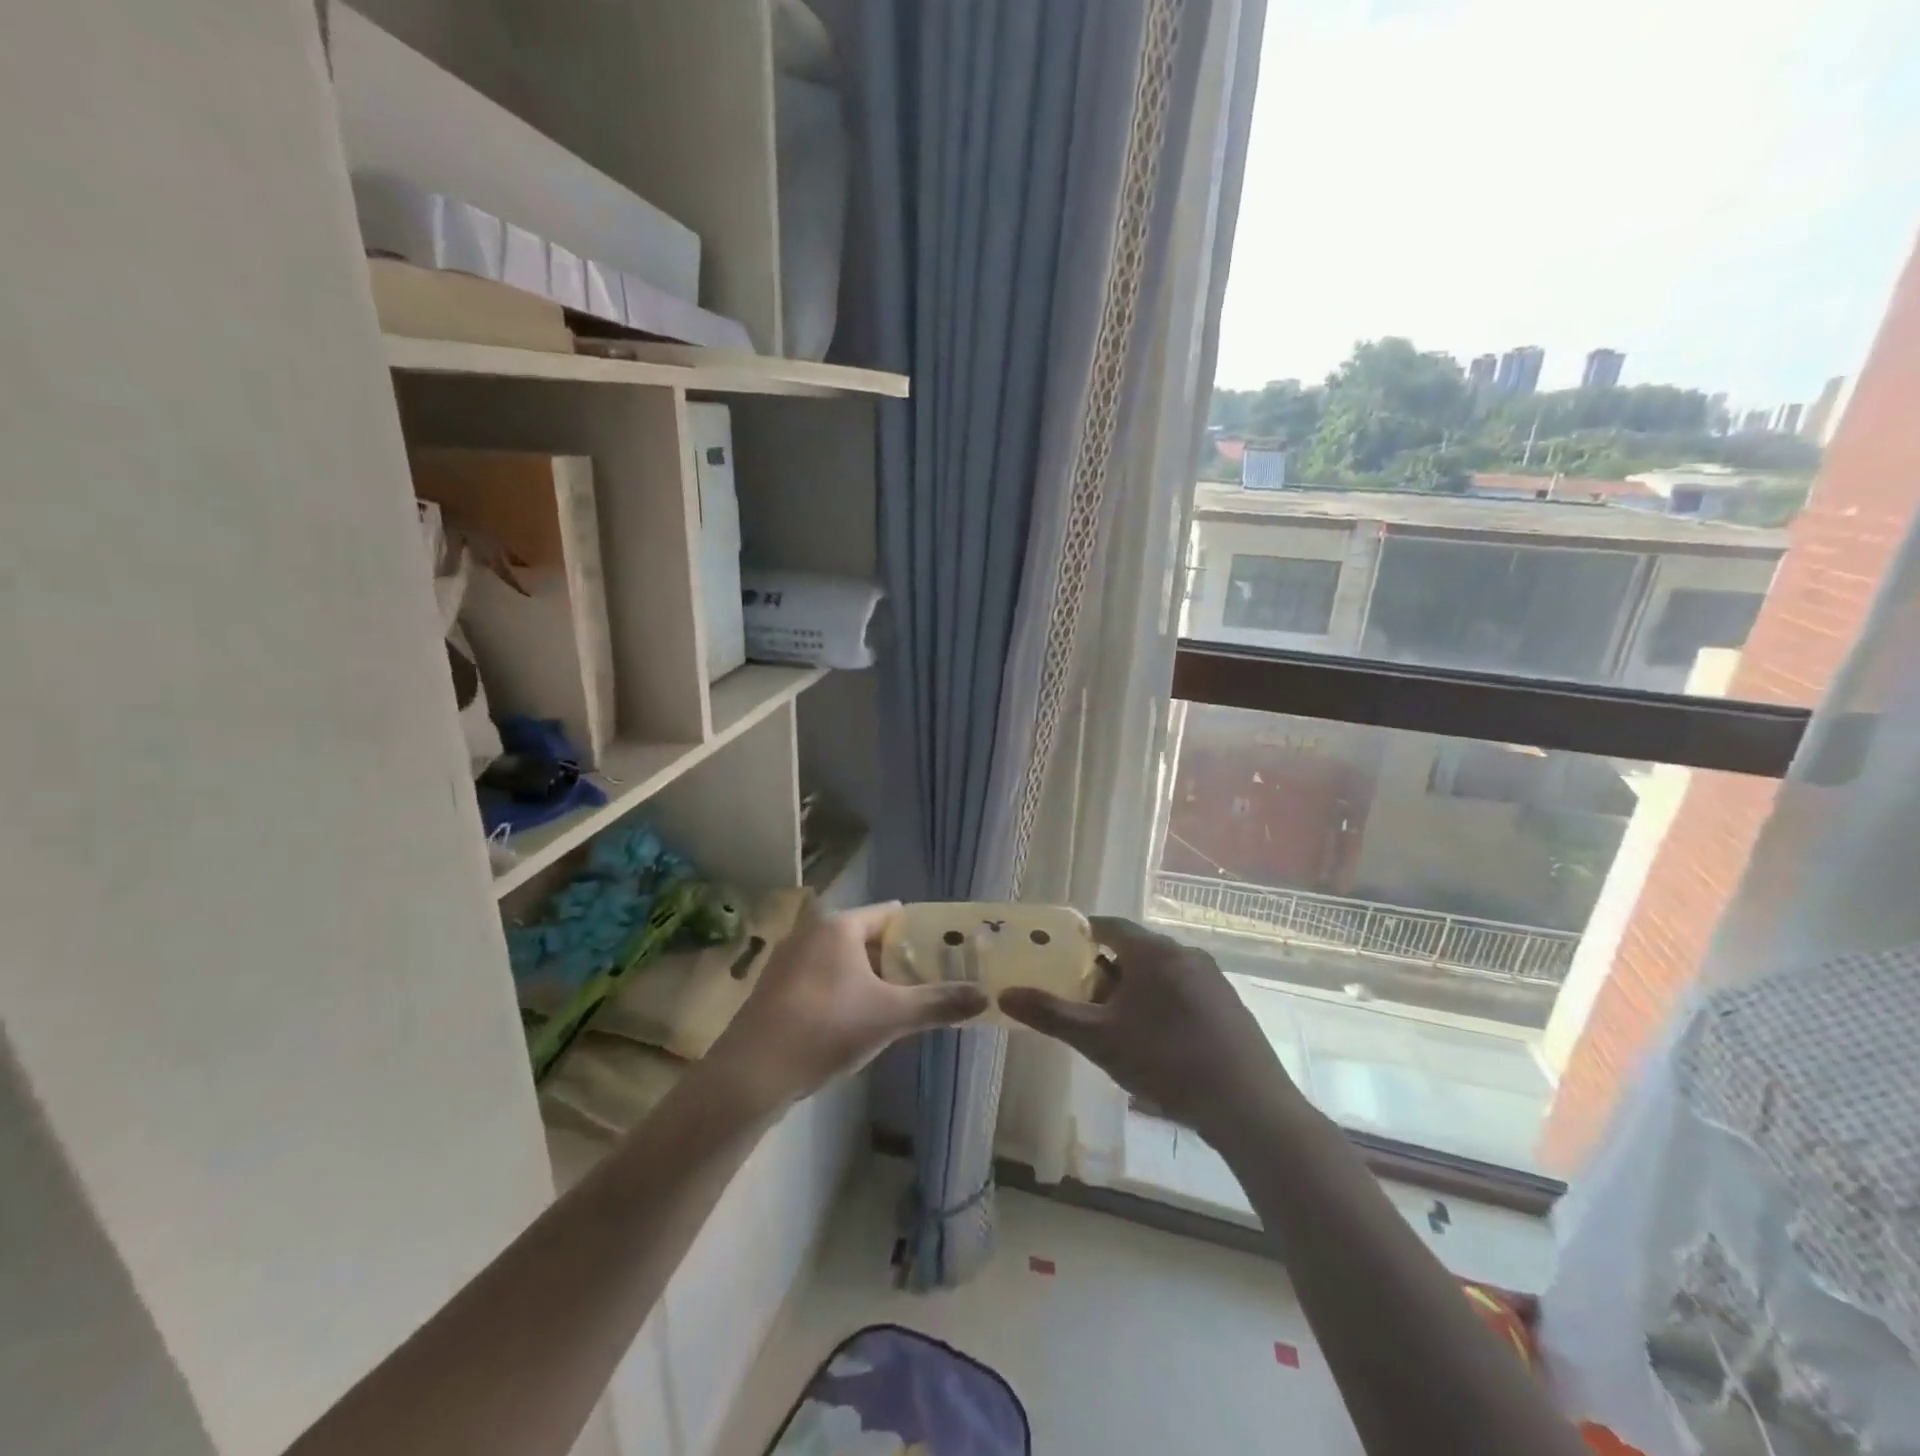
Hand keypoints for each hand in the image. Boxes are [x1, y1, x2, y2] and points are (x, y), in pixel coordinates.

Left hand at [704, 901, 987, 1108]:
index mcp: (840, 926)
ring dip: (873, 977)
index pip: (891, 914)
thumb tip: (985, 997)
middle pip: (868, 937)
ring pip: (844, 960)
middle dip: (900, 958)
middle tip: (934, 979)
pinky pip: (823, 979)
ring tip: (904, 1001)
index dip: (922, 930)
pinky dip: (846, 990)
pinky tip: (860, 1020)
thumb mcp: (891, 1015)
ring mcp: (789, 960)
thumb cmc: (827, 1028)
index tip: (948, 949)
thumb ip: (939, 1002)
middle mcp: (812, 933)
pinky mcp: (776, 989)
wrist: (752, 1073)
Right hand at [999, 916, 1292, 1136]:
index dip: (1082, 936)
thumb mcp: (1099, 1039)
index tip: (1062, 955)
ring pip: (1162, 973)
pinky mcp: (1230, 1006)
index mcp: (1153, 952)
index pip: (1109, 926)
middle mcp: (1185, 954)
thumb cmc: (1165, 1060)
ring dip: (1136, 990)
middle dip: (1107, 970)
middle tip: (1084, 999)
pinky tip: (1158, 1043)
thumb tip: (1005, 995)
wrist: (1246, 1104)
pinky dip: (1164, 1004)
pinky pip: (1186, 992)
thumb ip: (1051, 1014)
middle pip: (1136, 950)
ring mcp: (1213, 979)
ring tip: (1117, 1025)